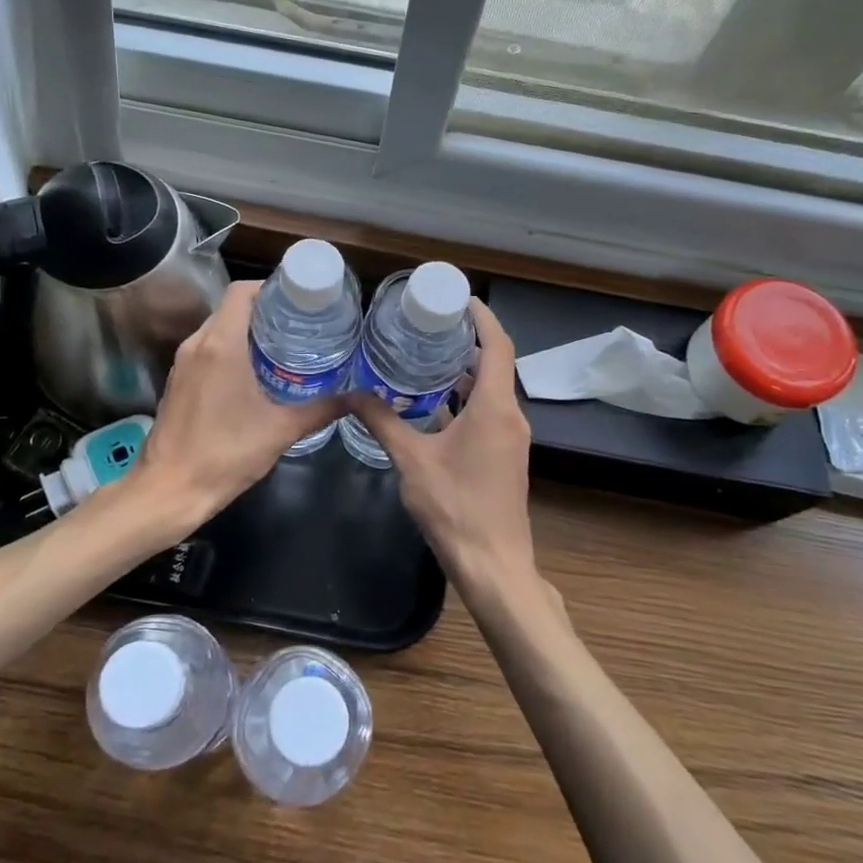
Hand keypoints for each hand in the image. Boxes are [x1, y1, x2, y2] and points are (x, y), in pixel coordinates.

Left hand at [135, 281, 341, 521]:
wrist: (169, 490)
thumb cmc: (225, 454)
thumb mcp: (280, 430)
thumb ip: (321, 410)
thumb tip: (359, 398)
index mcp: (221, 344)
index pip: (242, 292)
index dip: (270, 288)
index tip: (299, 301)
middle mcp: (197, 344)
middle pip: (231, 309)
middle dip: (265, 312)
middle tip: (300, 325)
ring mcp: (182, 363)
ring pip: (217, 330)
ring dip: (246, 332)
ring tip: (283, 348)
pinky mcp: (177, 382)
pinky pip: (206, 351)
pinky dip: (229, 351)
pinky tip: (255, 374)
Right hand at [348, 299, 541, 602]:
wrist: (492, 564)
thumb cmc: (455, 507)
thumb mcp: (412, 460)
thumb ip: (383, 422)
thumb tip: (352, 393)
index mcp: (495, 408)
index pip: (497, 346)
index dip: (483, 318)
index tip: (458, 298)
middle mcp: (510, 416)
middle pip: (494, 365)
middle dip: (466, 342)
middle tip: (428, 325)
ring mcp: (510, 438)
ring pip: (490, 392)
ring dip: (464, 373)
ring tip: (424, 356)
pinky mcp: (504, 456)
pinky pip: (487, 414)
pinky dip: (464, 400)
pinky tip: (431, 404)